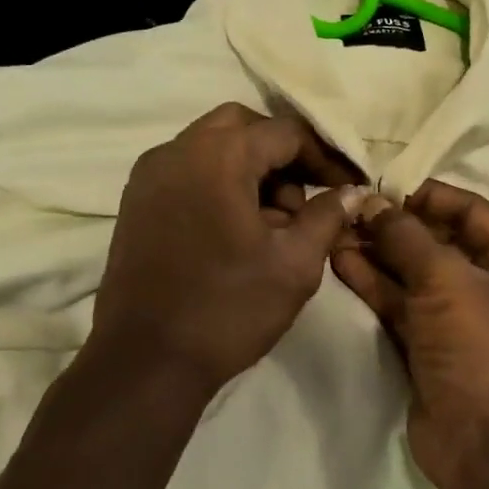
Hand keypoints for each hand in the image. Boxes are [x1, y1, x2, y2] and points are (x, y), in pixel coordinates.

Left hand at [92, 103, 362, 395]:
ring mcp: (149, 176)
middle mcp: (176, 151)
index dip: (324, 157)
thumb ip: (327, 216)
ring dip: (250, 168)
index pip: (284, 133)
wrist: (146, 361)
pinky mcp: (136, 202)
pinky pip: (187, 172)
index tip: (347, 187)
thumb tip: (352, 191)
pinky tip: (238, 230)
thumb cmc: (227, 309)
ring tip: (275, 223)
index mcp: (217, 156)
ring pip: (211, 147)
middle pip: (242, 127)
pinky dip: (219, 183)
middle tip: (307, 196)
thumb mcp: (294, 264)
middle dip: (281, 154)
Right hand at [332, 181, 488, 488]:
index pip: (471, 211)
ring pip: (411, 272)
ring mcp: (455, 314)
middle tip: (350, 210)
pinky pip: (397, 301)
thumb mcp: (445, 279)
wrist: (479, 440)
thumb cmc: (478, 345)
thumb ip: (405, 236)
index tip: (384, 188)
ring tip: (335, 231)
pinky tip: (339, 260)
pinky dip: (372, 282)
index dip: (428, 197)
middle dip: (393, 226)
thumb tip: (369, 201)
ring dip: (376, 252)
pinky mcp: (426, 341)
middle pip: (436, 241)